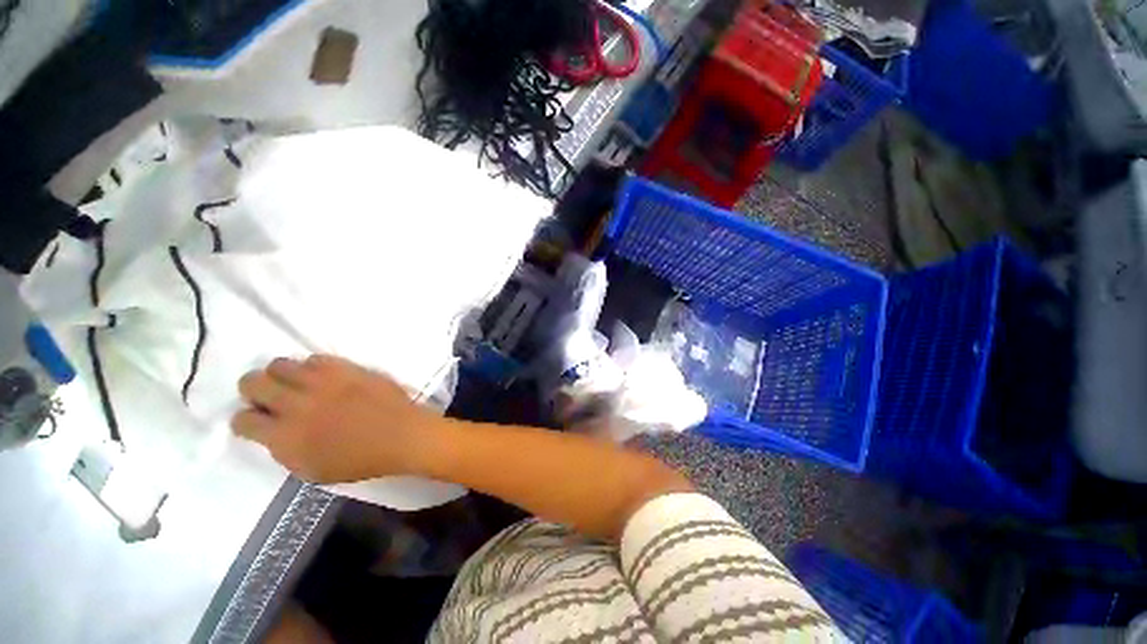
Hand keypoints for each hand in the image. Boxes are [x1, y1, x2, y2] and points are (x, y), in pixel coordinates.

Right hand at [232, 355, 441, 482]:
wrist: (401, 435)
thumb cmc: (359, 460)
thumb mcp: (311, 470)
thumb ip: (284, 449)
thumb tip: (272, 431)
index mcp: (284, 437)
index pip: (242, 420)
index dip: (246, 420)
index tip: (257, 420)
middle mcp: (296, 404)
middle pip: (252, 383)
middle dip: (254, 390)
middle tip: (269, 396)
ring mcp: (322, 382)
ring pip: (280, 364)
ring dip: (281, 375)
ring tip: (295, 384)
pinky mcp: (346, 368)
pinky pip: (315, 358)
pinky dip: (312, 367)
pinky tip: (322, 378)